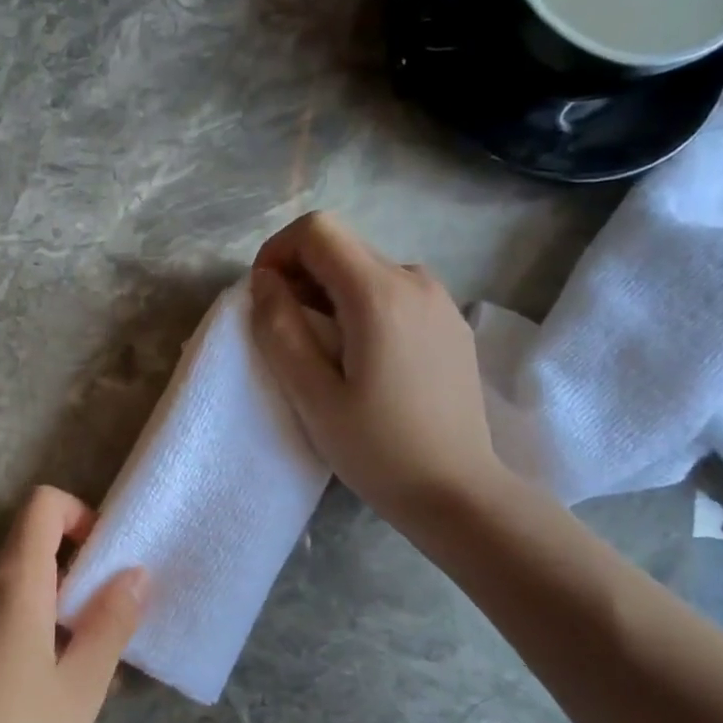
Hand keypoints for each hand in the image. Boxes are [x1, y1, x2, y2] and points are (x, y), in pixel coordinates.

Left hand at [0, 486, 146, 722]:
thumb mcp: (80, 693)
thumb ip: (110, 622)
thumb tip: (134, 572)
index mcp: (11, 585)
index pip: (41, 506)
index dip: (75, 515)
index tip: (94, 561)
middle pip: (19, 558)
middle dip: (53, 588)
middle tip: (75, 652)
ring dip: (19, 617)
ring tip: (32, 690)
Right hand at [248, 211, 504, 523]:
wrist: (458, 492)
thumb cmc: (377, 448)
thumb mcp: (311, 395)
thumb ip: (279, 329)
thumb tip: (264, 281)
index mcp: (380, 294)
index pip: (318, 230)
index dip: (277, 252)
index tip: (264, 298)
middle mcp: (416, 280)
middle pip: (342, 246)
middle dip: (300, 274)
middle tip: (284, 331)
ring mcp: (440, 300)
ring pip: (366, 269)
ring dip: (329, 293)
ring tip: (320, 349)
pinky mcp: (450, 323)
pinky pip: (393, 292)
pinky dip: (361, 306)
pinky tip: (361, 357)